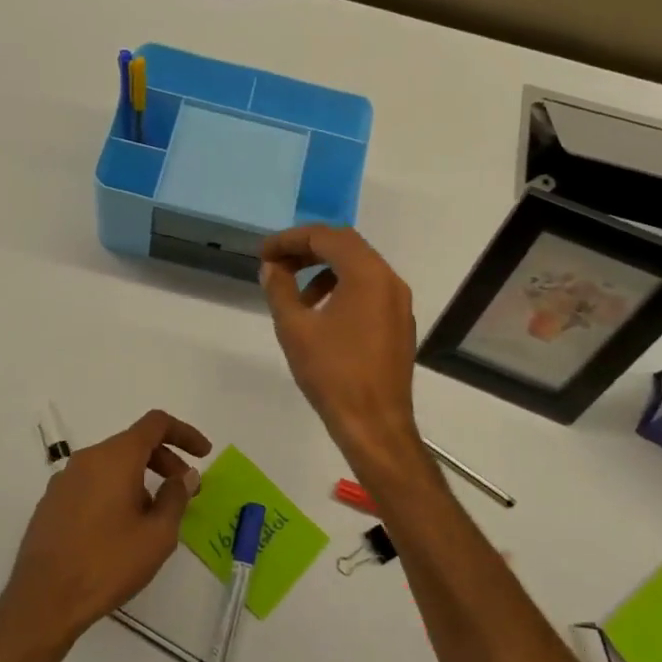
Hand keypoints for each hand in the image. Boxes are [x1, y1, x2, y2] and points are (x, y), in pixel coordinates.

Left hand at [1, 409, 211, 647]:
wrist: (44, 599)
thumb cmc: (108, 563)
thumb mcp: (157, 535)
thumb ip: (176, 497)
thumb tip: (185, 476)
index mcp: (115, 458)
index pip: (155, 424)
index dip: (184, 433)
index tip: (203, 454)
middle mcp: (87, 459)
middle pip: (133, 443)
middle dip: (165, 459)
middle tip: (184, 489)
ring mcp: (64, 480)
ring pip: (112, 464)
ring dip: (140, 477)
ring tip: (154, 515)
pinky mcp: (52, 502)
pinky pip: (93, 482)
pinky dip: (116, 490)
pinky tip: (122, 526)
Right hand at [260, 226, 419, 470]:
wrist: (374, 423)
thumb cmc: (332, 374)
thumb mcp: (294, 328)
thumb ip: (279, 289)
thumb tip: (271, 267)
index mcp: (367, 274)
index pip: (326, 237)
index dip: (290, 240)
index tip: (262, 254)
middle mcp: (389, 279)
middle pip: (345, 246)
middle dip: (307, 249)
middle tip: (275, 264)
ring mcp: (399, 302)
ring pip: (358, 267)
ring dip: (324, 270)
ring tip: (295, 294)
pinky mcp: (399, 322)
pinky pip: (369, 289)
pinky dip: (342, 288)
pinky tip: (321, 314)